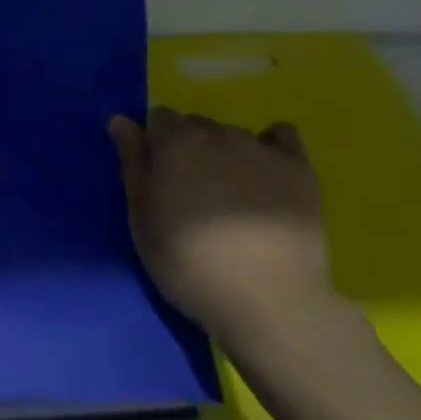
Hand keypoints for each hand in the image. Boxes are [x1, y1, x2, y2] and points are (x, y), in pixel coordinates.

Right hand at [109, 109, 332, 347]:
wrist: (269, 301)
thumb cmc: (190, 265)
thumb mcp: (142, 221)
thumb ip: (132, 165)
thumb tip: (120, 121)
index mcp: (177, 144)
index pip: (159, 118)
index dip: (155, 145)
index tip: (157, 178)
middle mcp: (219, 134)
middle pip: (196, 124)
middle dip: (188, 148)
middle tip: (190, 193)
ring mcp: (262, 149)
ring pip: (233, 135)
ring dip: (224, 153)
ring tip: (230, 197)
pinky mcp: (300, 168)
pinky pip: (280, 135)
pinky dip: (269, 146)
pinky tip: (265, 175)